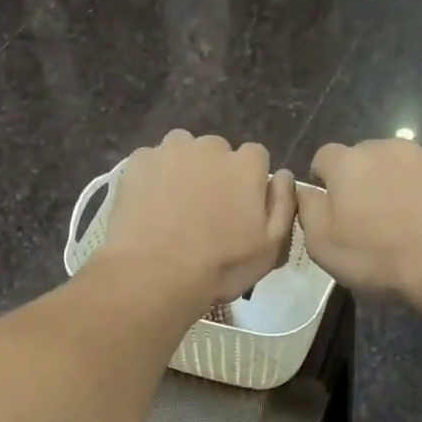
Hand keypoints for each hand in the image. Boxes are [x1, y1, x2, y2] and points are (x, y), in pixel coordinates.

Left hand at [98, 131, 296, 306]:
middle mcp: (210, 147)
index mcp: (247, 165)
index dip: (248, 182)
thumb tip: (283, 176)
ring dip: (182, 170)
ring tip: (174, 206)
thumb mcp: (270, 247)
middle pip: (217, 153)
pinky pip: (151, 162)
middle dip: (214, 174)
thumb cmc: (220, 266)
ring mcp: (170, 151)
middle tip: (204, 212)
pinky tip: (148, 206)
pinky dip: (152, 178)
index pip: (256, 158)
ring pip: (182, 152)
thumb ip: (284, 205)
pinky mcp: (138, 162)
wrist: (155, 273)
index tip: (238, 208)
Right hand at [300, 139, 421, 301]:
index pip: (324, 156)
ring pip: (404, 166)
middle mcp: (388, 148)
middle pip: (366, 157)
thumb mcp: (323, 245)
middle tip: (368, 217)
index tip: (331, 207)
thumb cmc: (378, 255)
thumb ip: (308, 210)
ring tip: (406, 222)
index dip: (323, 179)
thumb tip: (305, 191)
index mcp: (348, 163)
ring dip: (399, 185)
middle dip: (363, 180)